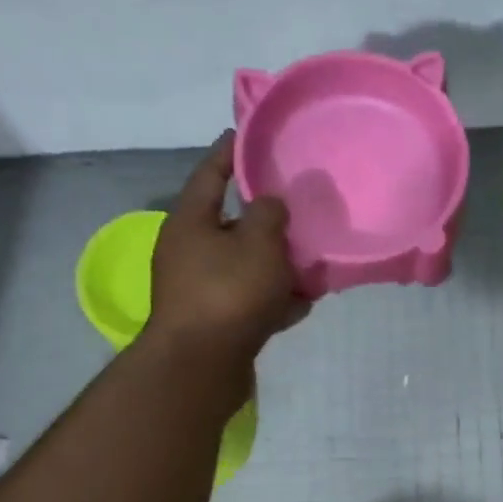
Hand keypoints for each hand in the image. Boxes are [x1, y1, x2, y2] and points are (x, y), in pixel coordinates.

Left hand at [146, 132, 308, 367]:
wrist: (201, 367)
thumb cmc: (228, 293)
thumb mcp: (258, 242)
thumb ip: (270, 214)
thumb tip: (271, 204)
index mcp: (190, 221)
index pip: (211, 173)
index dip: (231, 152)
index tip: (249, 134)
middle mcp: (189, 252)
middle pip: (233, 224)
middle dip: (267, 219)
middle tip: (299, 206)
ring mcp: (201, 289)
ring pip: (246, 265)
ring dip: (277, 263)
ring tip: (313, 259)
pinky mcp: (216, 322)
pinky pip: (251, 300)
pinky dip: (274, 299)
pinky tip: (303, 303)